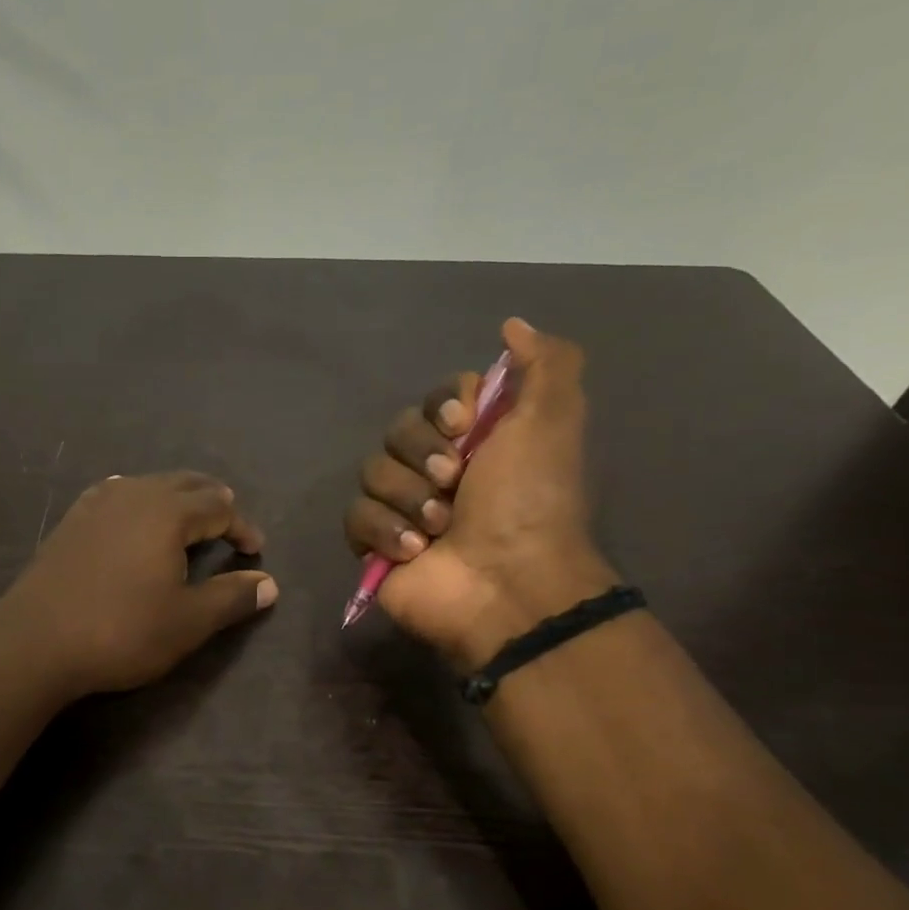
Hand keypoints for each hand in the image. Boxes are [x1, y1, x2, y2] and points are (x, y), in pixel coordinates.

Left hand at [0, 472, 278, 695]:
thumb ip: (232, 597)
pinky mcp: (71, 521)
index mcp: (167, 512)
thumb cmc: (121, 631)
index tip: (254, 552)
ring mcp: (96, 504)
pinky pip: (116, 495)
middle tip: (228, 527)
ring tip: (187, 522)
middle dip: (213, 502)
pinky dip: (138, 502)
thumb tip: (271, 584)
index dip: (242, 527)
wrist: (35, 643)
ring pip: (148, 485)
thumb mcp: (188, 621)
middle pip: (185, 483)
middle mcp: (133, 494)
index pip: (220, 506)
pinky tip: (132, 520)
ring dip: (176, 499)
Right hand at [343, 317, 616, 668]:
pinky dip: (385, 531)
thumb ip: (545, 364)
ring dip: (408, 498)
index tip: (463, 425)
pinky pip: (355, 517)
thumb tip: (512, 326)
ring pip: (371, 473)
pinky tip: (415, 551)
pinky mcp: (376, 545)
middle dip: (422, 454)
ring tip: (439, 528)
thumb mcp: (553, 420)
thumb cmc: (530, 501)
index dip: (442, 408)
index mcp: (477, 441)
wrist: (506, 582)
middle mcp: (438, 469)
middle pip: (397, 431)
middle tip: (454, 482)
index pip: (436, 399)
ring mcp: (404, 508)